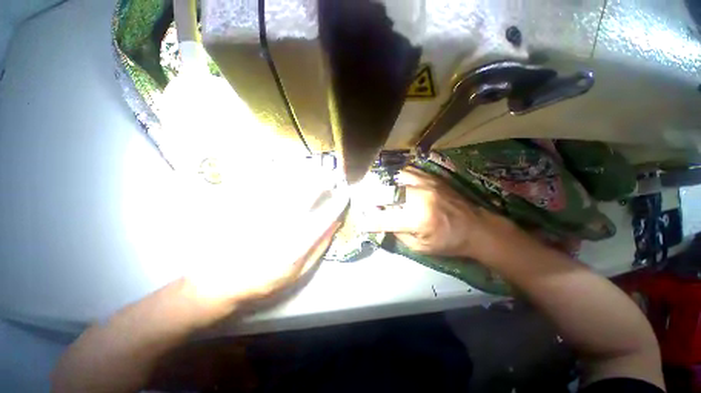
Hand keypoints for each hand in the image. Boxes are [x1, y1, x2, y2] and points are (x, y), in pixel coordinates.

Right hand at [359, 166, 513, 257]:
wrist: (477, 227)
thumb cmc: (449, 242)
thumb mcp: (420, 247)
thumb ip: (397, 233)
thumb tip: (381, 222)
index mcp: (417, 219)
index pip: (383, 219)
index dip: (368, 221)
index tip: (360, 222)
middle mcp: (419, 197)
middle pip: (386, 193)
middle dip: (370, 198)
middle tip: (363, 201)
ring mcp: (426, 184)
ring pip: (395, 178)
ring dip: (382, 184)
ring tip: (375, 188)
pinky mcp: (432, 178)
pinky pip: (408, 171)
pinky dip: (396, 176)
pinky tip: (392, 180)